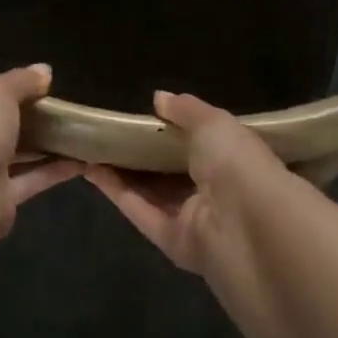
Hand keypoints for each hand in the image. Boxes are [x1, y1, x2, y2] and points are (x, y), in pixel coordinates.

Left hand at [0, 65, 81, 238]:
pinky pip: (29, 181)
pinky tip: (81, 159)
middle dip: (16, 122)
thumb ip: (20, 81)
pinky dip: (52, 170)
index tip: (15, 87)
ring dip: (39, 147)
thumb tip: (45, 70)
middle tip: (50, 109)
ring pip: (10, 158)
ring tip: (72, 132)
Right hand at [87, 91, 286, 272]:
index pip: (195, 144)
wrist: (248, 221)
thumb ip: (186, 110)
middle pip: (167, 171)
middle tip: (105, 132)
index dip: (166, 132)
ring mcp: (190, 218)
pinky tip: (91, 169)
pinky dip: (116, 191)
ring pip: (149, 193)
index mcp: (229, 159)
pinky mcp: (170, 240)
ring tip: (89, 148)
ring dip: (120, 172)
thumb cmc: (237, 162)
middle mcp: (210, 190)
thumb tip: (158, 97)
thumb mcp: (214, 123)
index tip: (136, 116)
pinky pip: (140, 211)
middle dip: (138, 154)